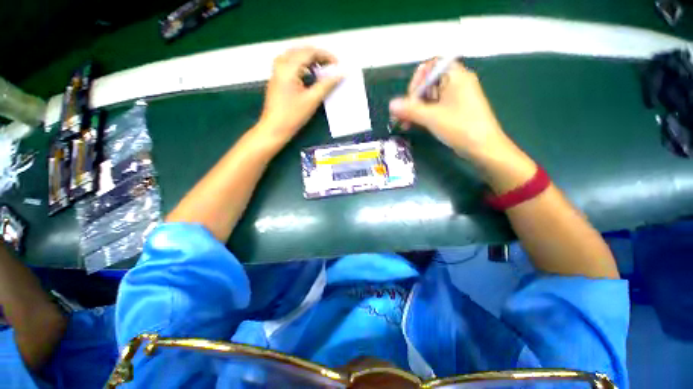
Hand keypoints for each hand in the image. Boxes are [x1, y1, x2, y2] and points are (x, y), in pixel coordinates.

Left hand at [256, 47, 342, 145]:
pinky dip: (302, 65)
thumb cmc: (293, 115)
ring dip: (310, 60)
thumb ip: (327, 84)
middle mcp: (280, 63)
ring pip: (295, 56)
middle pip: (301, 51)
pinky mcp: (277, 78)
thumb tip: (341, 74)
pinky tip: (309, 74)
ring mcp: (277, 70)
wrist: (274, 128)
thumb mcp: (312, 100)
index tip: (338, 64)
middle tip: (331, 66)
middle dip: (318, 56)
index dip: (325, 55)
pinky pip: (291, 63)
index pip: (309, 52)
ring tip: (322, 69)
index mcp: (288, 67)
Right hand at [388, 59, 512, 161]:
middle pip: (428, 84)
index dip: (417, 80)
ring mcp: (455, 98)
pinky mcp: (454, 111)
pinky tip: (413, 126)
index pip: (431, 66)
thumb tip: (391, 104)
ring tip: (404, 125)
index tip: (410, 98)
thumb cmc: (460, 127)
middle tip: (400, 116)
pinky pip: (434, 108)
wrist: (483, 148)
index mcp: (455, 76)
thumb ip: (410, 109)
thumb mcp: (432, 117)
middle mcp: (456, 83)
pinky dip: (423, 115)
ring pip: (429, 99)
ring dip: (414, 110)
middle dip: (412, 100)